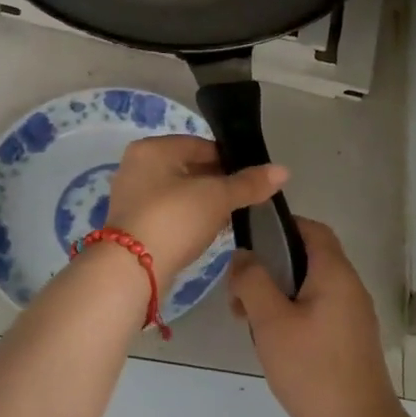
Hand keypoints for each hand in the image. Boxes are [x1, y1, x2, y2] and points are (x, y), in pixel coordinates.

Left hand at [102, 135, 288, 281]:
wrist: (132, 271)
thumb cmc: (174, 219)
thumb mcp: (217, 197)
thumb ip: (249, 183)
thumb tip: (283, 170)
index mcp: (152, 149)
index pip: (201, 145)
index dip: (230, 160)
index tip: (252, 179)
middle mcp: (138, 166)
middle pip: (190, 168)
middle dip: (218, 183)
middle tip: (245, 200)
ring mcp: (133, 196)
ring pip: (180, 192)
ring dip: (206, 203)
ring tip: (232, 218)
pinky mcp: (134, 224)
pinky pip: (170, 213)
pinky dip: (190, 218)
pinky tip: (210, 232)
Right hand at [231, 217, 402, 416]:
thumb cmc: (313, 370)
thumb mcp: (271, 322)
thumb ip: (253, 281)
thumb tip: (242, 254)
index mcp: (334, 273)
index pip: (311, 229)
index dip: (280, 226)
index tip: (248, 241)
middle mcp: (349, 286)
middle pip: (308, 257)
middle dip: (271, 266)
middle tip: (240, 291)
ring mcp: (353, 314)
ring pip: (310, 286)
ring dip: (278, 293)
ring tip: (249, 319)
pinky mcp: (350, 339)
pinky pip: (318, 309)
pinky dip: (293, 312)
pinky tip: (273, 340)